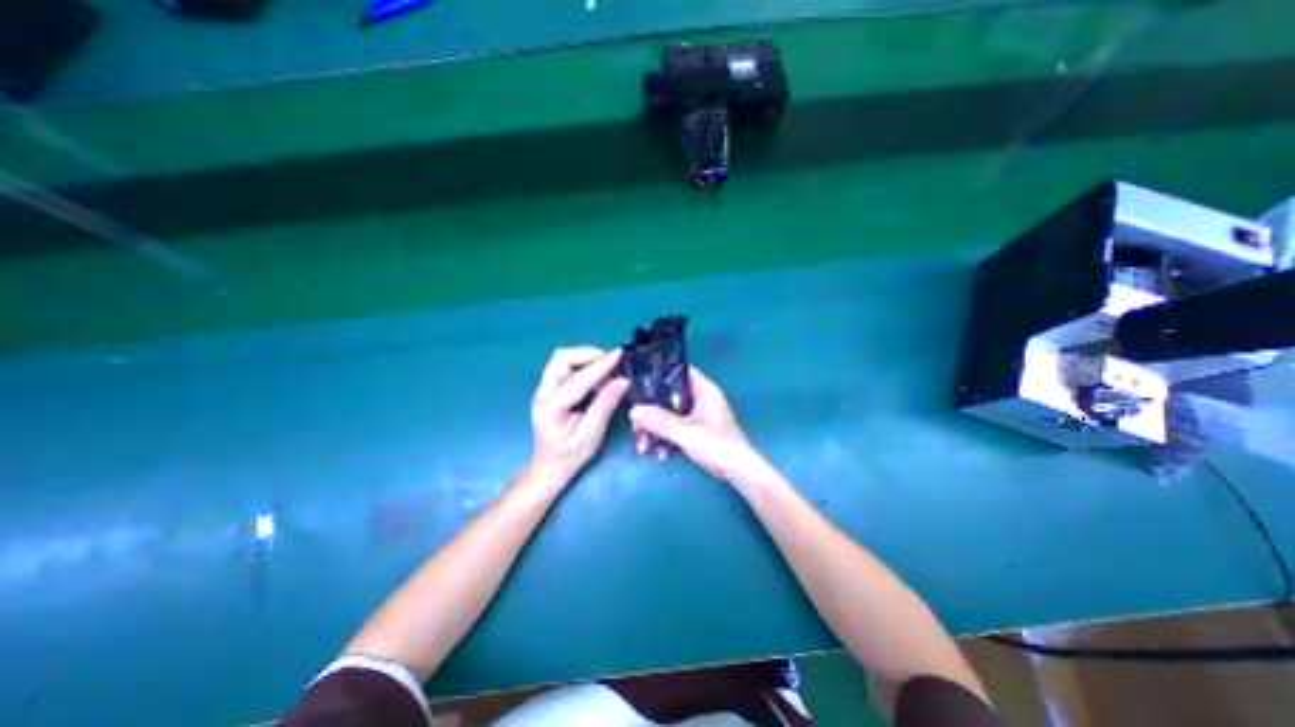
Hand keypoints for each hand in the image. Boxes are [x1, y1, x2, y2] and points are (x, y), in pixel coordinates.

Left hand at [525, 346, 625, 484]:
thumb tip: (623, 381)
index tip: (618, 355)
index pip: (577, 379)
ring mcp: (544, 390)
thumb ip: (605, 405)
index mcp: (550, 408)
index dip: (600, 365)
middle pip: (561, 359)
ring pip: (562, 360)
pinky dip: (584, 367)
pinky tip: (598, 378)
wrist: (549, 468)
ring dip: (586, 360)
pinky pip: (566, 368)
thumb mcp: (591, 434)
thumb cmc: (570, 456)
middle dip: (588, 355)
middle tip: (611, 364)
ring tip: (607, 372)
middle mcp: (542, 394)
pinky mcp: (550, 389)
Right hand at [630, 363, 778, 488]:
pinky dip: (663, 439)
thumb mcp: (687, 433)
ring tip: (644, 447)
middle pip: (667, 396)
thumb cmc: (718, 446)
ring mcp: (695, 415)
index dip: (658, 375)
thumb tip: (633, 410)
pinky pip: (671, 428)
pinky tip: (660, 454)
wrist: (737, 473)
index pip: (679, 371)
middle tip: (636, 426)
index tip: (638, 385)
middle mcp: (698, 399)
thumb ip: (660, 421)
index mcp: (703, 390)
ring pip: (666, 414)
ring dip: (653, 429)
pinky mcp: (692, 430)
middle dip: (650, 412)